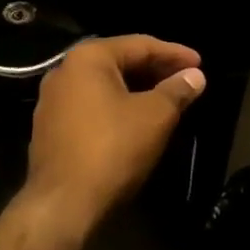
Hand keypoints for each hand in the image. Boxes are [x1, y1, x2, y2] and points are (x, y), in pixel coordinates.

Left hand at [27, 35, 205, 229]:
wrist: (63, 205)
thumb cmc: (112, 149)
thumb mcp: (155, 117)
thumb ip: (177, 90)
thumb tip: (195, 76)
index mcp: (88, 58)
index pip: (139, 45)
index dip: (174, 53)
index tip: (200, 63)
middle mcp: (64, 71)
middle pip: (119, 62)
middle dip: (155, 70)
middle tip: (186, 80)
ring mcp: (52, 101)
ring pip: (104, 86)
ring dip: (137, 90)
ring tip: (167, 100)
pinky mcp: (49, 129)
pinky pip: (91, 107)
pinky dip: (117, 107)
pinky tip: (136, 121)